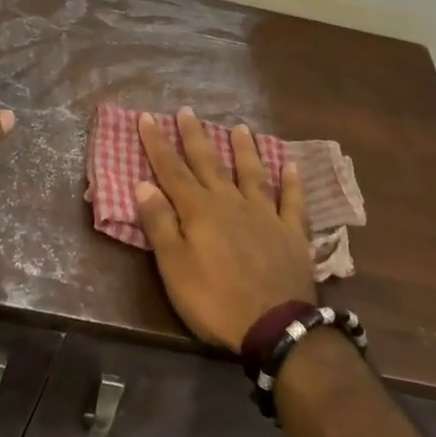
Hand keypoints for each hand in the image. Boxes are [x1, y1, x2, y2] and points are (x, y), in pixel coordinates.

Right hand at [133, 109, 316, 351]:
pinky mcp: (292, 232)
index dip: (157, 144)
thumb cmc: (215, 300)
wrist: (276, 326)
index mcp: (199, 210)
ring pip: (252, 173)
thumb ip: (159, 224)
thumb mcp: (174, 267)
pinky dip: (292, 182)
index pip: (171, 170)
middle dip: (195, 136)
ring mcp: (265, 214)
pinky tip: (292, 165)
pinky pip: (292, 200)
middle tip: (187, 110)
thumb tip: (142, 184)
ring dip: (244, 149)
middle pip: (209, 162)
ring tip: (240, 127)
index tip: (147, 117)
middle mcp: (231, 202)